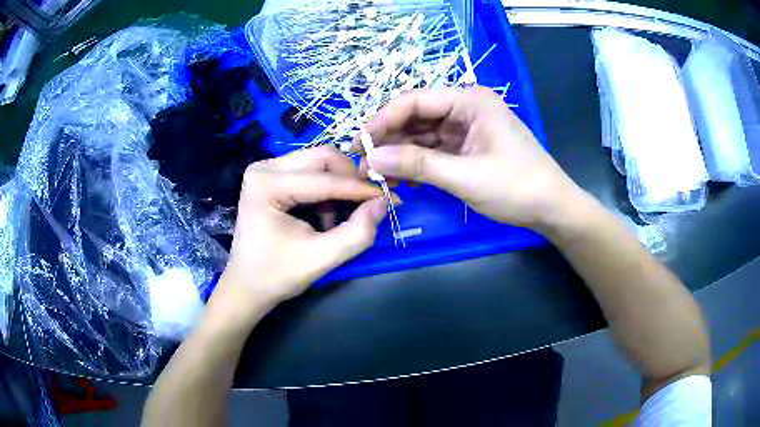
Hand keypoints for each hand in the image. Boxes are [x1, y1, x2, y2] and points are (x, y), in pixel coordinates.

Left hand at [214, 146, 387, 323]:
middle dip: (350, 181)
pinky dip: (327, 192)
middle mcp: (265, 167)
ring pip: (319, 163)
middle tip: (369, 204)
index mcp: (267, 183)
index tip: (391, 198)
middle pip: (323, 158)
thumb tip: (383, 203)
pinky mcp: (272, 176)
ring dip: (339, 188)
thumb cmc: (276, 275)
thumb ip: (357, 233)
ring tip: (341, 220)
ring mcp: (266, 168)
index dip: (361, 189)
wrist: (246, 285)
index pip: (325, 179)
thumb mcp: (321, 258)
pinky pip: (310, 172)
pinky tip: (326, 217)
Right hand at [363, 87, 583, 229]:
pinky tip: (400, 177)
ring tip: (376, 174)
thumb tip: (372, 158)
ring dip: (400, 153)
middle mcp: (465, 107)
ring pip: (422, 135)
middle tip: (363, 162)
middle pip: (416, 117)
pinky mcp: (467, 147)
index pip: (415, 101)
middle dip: (389, 139)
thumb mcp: (466, 176)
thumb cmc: (516, 187)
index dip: (383, 120)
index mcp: (470, 101)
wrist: (551, 208)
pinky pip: (434, 150)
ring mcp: (466, 128)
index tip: (359, 143)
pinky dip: (416, 163)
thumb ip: (418, 165)